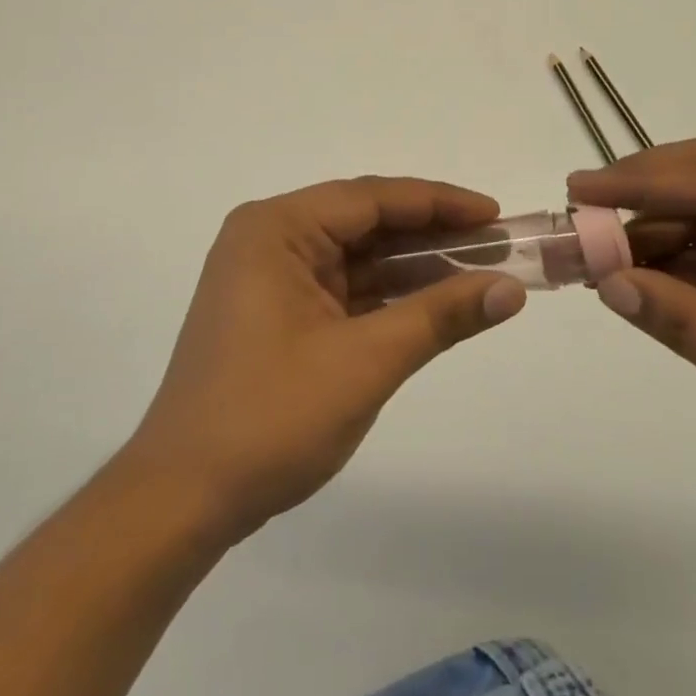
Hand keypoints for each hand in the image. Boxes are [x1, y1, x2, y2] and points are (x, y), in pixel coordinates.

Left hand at [120, 177, 527, 542]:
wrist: (183, 498)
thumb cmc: (270, 417)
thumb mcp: (366, 361)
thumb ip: (440, 315)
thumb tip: (511, 288)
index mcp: (277, 229)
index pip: (372, 198)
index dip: (440, 203)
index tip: (496, 214)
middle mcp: (269, 240)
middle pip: (365, 222)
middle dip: (431, 234)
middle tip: (497, 243)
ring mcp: (269, 278)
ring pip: (356, 257)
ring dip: (413, 267)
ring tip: (479, 271)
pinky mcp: (275, 314)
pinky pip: (342, 289)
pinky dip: (386, 296)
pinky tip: (433, 303)